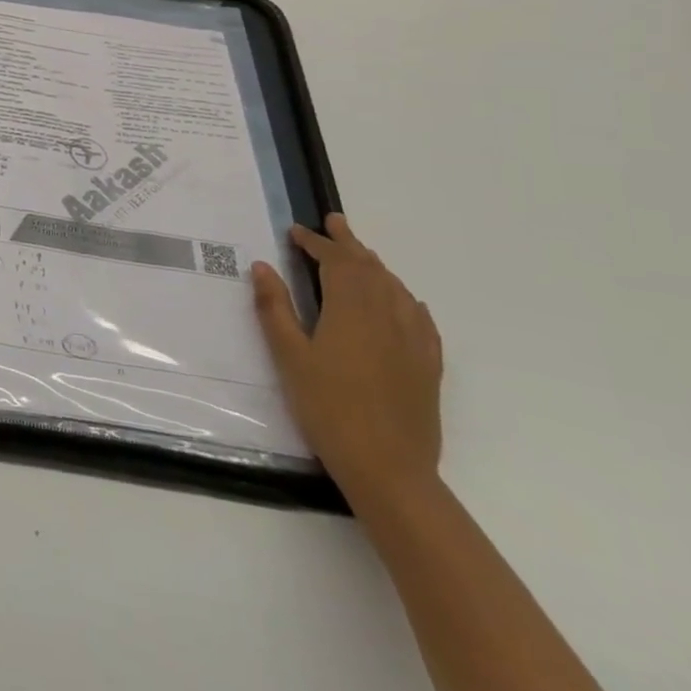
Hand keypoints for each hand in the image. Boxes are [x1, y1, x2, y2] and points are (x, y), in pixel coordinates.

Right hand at [251, 214, 442, 505]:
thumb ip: (275, 308)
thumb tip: (262, 266)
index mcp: (351, 308)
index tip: (295, 232)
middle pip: (369, 267)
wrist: (390, 468)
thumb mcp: (290, 357)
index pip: (335, 262)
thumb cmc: (329, 407)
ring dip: (374, 265)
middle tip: (333, 221)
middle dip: (348, 242)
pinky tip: (404, 302)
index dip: (315, 243)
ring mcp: (413, 339)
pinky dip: (404, 297)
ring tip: (359, 254)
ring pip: (395, 287)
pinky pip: (419, 316)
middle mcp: (387, 314)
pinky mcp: (428, 364)